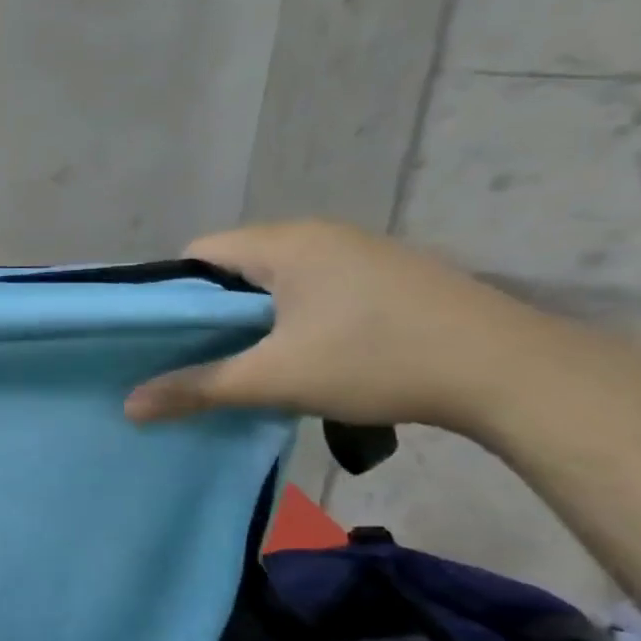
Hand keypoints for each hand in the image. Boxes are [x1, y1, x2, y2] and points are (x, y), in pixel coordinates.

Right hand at [124, 220, 545, 431]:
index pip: (198, 254)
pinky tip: (306, 355)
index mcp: (283, 243)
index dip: (173, 295)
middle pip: (235, 265)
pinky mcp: (387, 274)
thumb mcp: (275, 379)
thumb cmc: (377, 361)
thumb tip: (128, 406)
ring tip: (250, 362)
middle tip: (200, 359)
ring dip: (254, 317)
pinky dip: (292, 316)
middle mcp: (317, 233)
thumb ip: (198, 388)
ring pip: (276, 278)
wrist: (511, 371)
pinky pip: (313, 286)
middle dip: (212, 311)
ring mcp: (358, 251)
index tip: (167, 340)